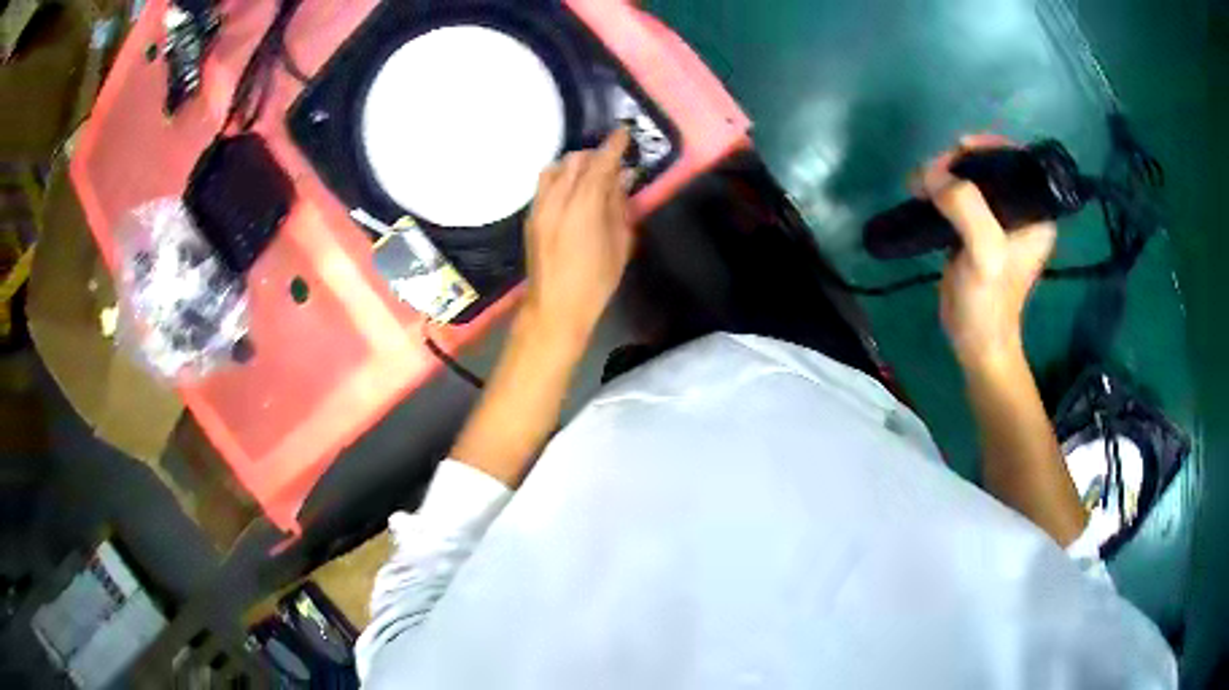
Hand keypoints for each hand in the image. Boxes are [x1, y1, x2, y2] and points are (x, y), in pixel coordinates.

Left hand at [522, 129, 633, 343]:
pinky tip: (573, 190)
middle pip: (575, 160)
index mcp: (583, 206)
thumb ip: (619, 205)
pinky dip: (561, 177)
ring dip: (575, 164)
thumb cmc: (596, 281)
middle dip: (595, 155)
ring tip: (591, 175)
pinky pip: (545, 183)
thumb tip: (622, 177)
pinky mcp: (531, 216)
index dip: (613, 146)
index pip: (599, 164)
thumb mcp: (620, 243)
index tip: (624, 132)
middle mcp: (557, 199)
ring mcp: (539, 207)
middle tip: (613, 162)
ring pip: (556, 168)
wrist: (555, 307)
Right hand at [920, 136, 1056, 369]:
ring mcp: (998, 219)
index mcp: (1036, 212)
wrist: (974, 340)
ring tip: (922, 184)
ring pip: (971, 177)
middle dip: (960, 161)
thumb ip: (966, 207)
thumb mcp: (984, 253)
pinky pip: (960, 194)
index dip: (990, 146)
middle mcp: (1021, 209)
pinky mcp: (977, 228)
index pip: (1018, 159)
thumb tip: (933, 174)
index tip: (960, 149)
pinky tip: (923, 193)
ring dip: (945, 174)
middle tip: (934, 172)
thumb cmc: (989, 301)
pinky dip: (940, 189)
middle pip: (990, 164)